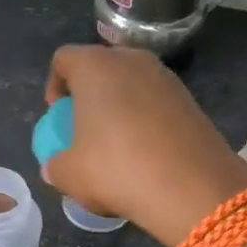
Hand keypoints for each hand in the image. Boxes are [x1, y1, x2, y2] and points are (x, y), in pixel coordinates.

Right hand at [41, 45, 246, 246]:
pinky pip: (156, 101)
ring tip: (117, 143)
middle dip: (89, 93)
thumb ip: (55, 166)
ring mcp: (166, 78)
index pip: (64, 58)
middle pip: (100, 66)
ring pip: (131, 83)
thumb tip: (55, 168)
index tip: (58, 115)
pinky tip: (146, 152)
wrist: (192, 188)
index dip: (54, 84)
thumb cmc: (117, 169)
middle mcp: (132, 61)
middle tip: (85, 127)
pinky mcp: (191, 99)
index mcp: (95, 67)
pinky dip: (145, 118)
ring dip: (119, 105)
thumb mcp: (70, 175)